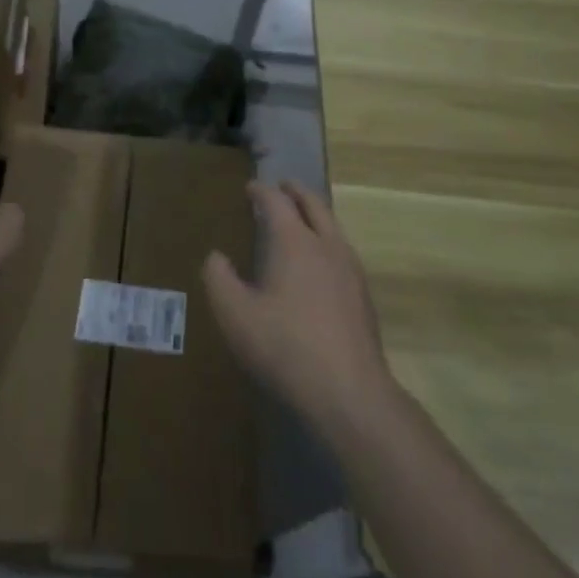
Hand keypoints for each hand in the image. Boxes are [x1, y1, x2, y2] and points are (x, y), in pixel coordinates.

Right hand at [204, 181, 392, 433]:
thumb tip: (216, 256)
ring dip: (315, 214)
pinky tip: (319, 262)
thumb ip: (218, 279)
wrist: (349, 392)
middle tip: (282, 186)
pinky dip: (326, 239)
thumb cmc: (285, 347)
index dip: (261, 191)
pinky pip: (342, 251)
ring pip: (333, 226)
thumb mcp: (235, 315)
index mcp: (295, 241)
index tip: (250, 188)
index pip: (277, 202)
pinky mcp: (363, 295)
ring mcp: (350, 269)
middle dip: (296, 192)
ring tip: (301, 218)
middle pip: (313, 204)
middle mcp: (326, 245)